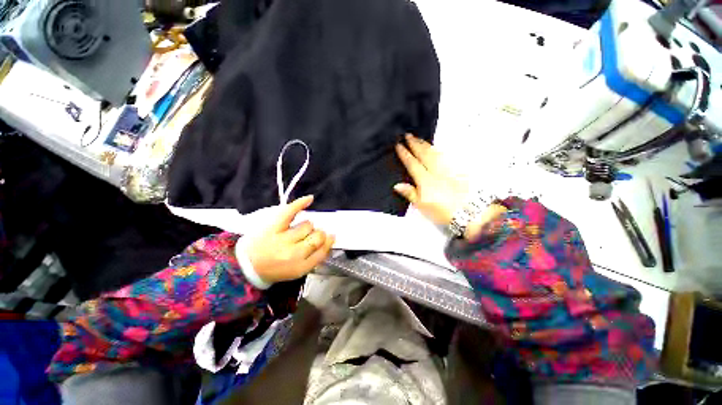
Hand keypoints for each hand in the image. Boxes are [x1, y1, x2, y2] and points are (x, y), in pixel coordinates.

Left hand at [245, 196, 334, 283]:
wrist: (247, 266)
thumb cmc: (275, 269)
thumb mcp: (297, 271)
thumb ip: (314, 258)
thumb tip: (329, 239)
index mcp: (301, 267)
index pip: (323, 250)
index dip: (328, 242)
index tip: (330, 237)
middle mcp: (294, 253)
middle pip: (317, 236)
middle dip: (318, 234)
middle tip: (312, 235)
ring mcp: (283, 239)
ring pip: (308, 224)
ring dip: (307, 226)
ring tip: (299, 230)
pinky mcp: (273, 227)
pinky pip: (291, 211)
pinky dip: (301, 203)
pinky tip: (310, 199)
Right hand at [394, 134, 469, 226]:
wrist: (471, 213)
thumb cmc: (444, 212)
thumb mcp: (423, 206)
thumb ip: (410, 193)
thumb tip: (397, 185)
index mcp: (426, 180)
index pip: (413, 164)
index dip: (405, 154)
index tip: (399, 145)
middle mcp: (436, 171)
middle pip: (424, 154)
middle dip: (415, 144)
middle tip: (408, 135)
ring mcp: (448, 169)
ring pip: (435, 153)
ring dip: (426, 145)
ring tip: (420, 139)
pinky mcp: (458, 171)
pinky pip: (446, 157)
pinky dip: (439, 150)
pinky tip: (437, 149)